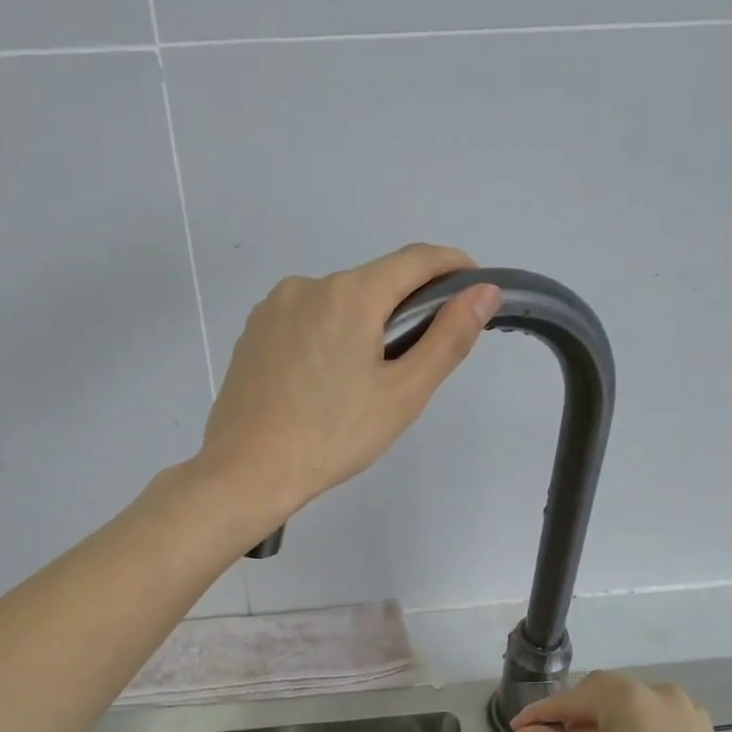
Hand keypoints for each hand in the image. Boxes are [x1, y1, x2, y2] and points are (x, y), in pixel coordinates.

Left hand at [198, 244, 499, 522]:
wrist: (247, 471)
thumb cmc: (333, 437)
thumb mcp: (403, 393)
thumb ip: (448, 337)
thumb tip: (484, 291)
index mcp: (350, 294)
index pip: (416, 260)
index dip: (453, 265)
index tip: (475, 287)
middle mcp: (307, 285)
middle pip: (374, 282)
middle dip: (404, 309)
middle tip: (415, 361)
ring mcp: (273, 307)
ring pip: (337, 302)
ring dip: (363, 323)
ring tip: (362, 381)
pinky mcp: (252, 331)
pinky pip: (305, 318)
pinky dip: (327, 335)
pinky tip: (322, 382)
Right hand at [511, 671, 731, 731]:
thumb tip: (525, 731)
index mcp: (625, 697)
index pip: (570, 700)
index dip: (541, 713)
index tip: (517, 727)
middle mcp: (654, 690)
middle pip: (601, 691)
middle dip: (573, 710)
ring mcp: (683, 706)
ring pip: (629, 701)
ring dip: (603, 715)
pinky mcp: (701, 725)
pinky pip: (655, 714)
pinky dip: (633, 723)